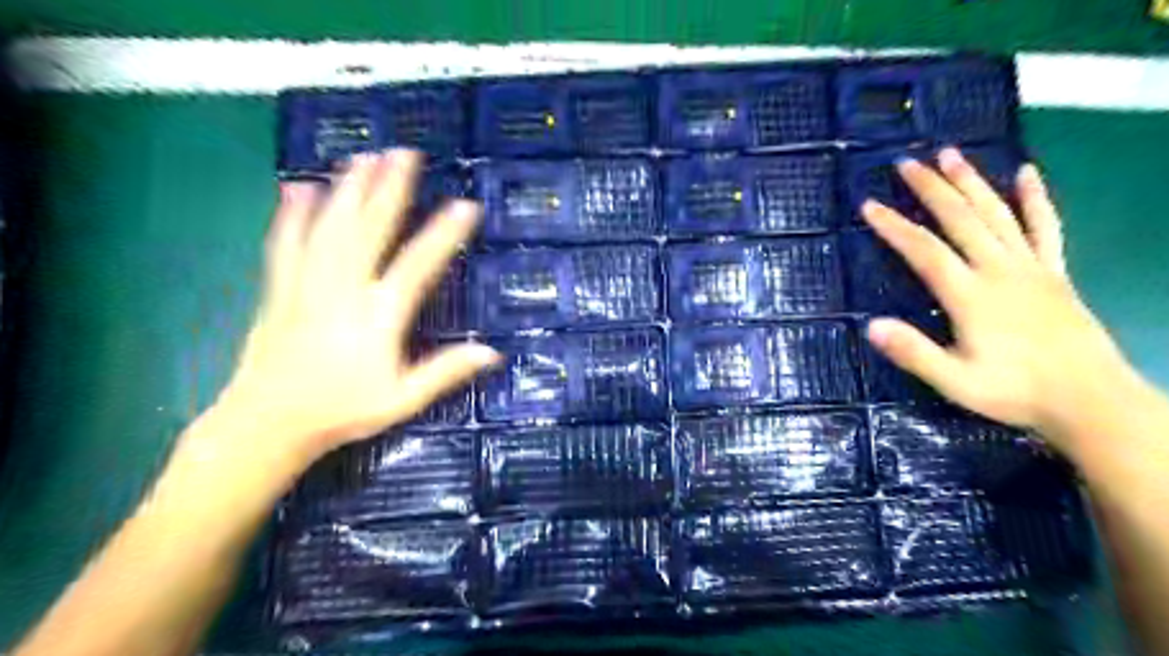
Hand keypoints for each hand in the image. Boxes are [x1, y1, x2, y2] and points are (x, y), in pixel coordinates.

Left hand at [211, 148, 496, 466]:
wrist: (268, 423)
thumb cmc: (342, 410)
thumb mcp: (403, 398)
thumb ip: (445, 372)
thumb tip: (491, 352)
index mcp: (379, 314)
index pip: (418, 264)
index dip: (444, 234)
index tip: (465, 205)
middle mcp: (344, 289)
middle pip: (369, 229)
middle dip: (389, 188)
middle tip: (404, 152)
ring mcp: (307, 285)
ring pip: (329, 227)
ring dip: (348, 189)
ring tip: (362, 156)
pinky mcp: (280, 289)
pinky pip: (286, 244)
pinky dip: (293, 215)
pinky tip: (299, 189)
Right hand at [867, 147, 1131, 448]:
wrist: (1091, 400)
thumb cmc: (1015, 392)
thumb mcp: (954, 382)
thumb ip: (914, 352)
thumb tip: (871, 325)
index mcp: (971, 295)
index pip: (924, 251)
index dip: (894, 226)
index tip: (869, 205)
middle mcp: (1000, 270)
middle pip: (960, 219)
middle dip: (930, 189)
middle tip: (906, 162)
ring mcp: (1030, 267)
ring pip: (997, 213)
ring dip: (971, 182)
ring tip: (950, 154)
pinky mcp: (1054, 272)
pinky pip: (1045, 227)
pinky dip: (1035, 198)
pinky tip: (1027, 173)